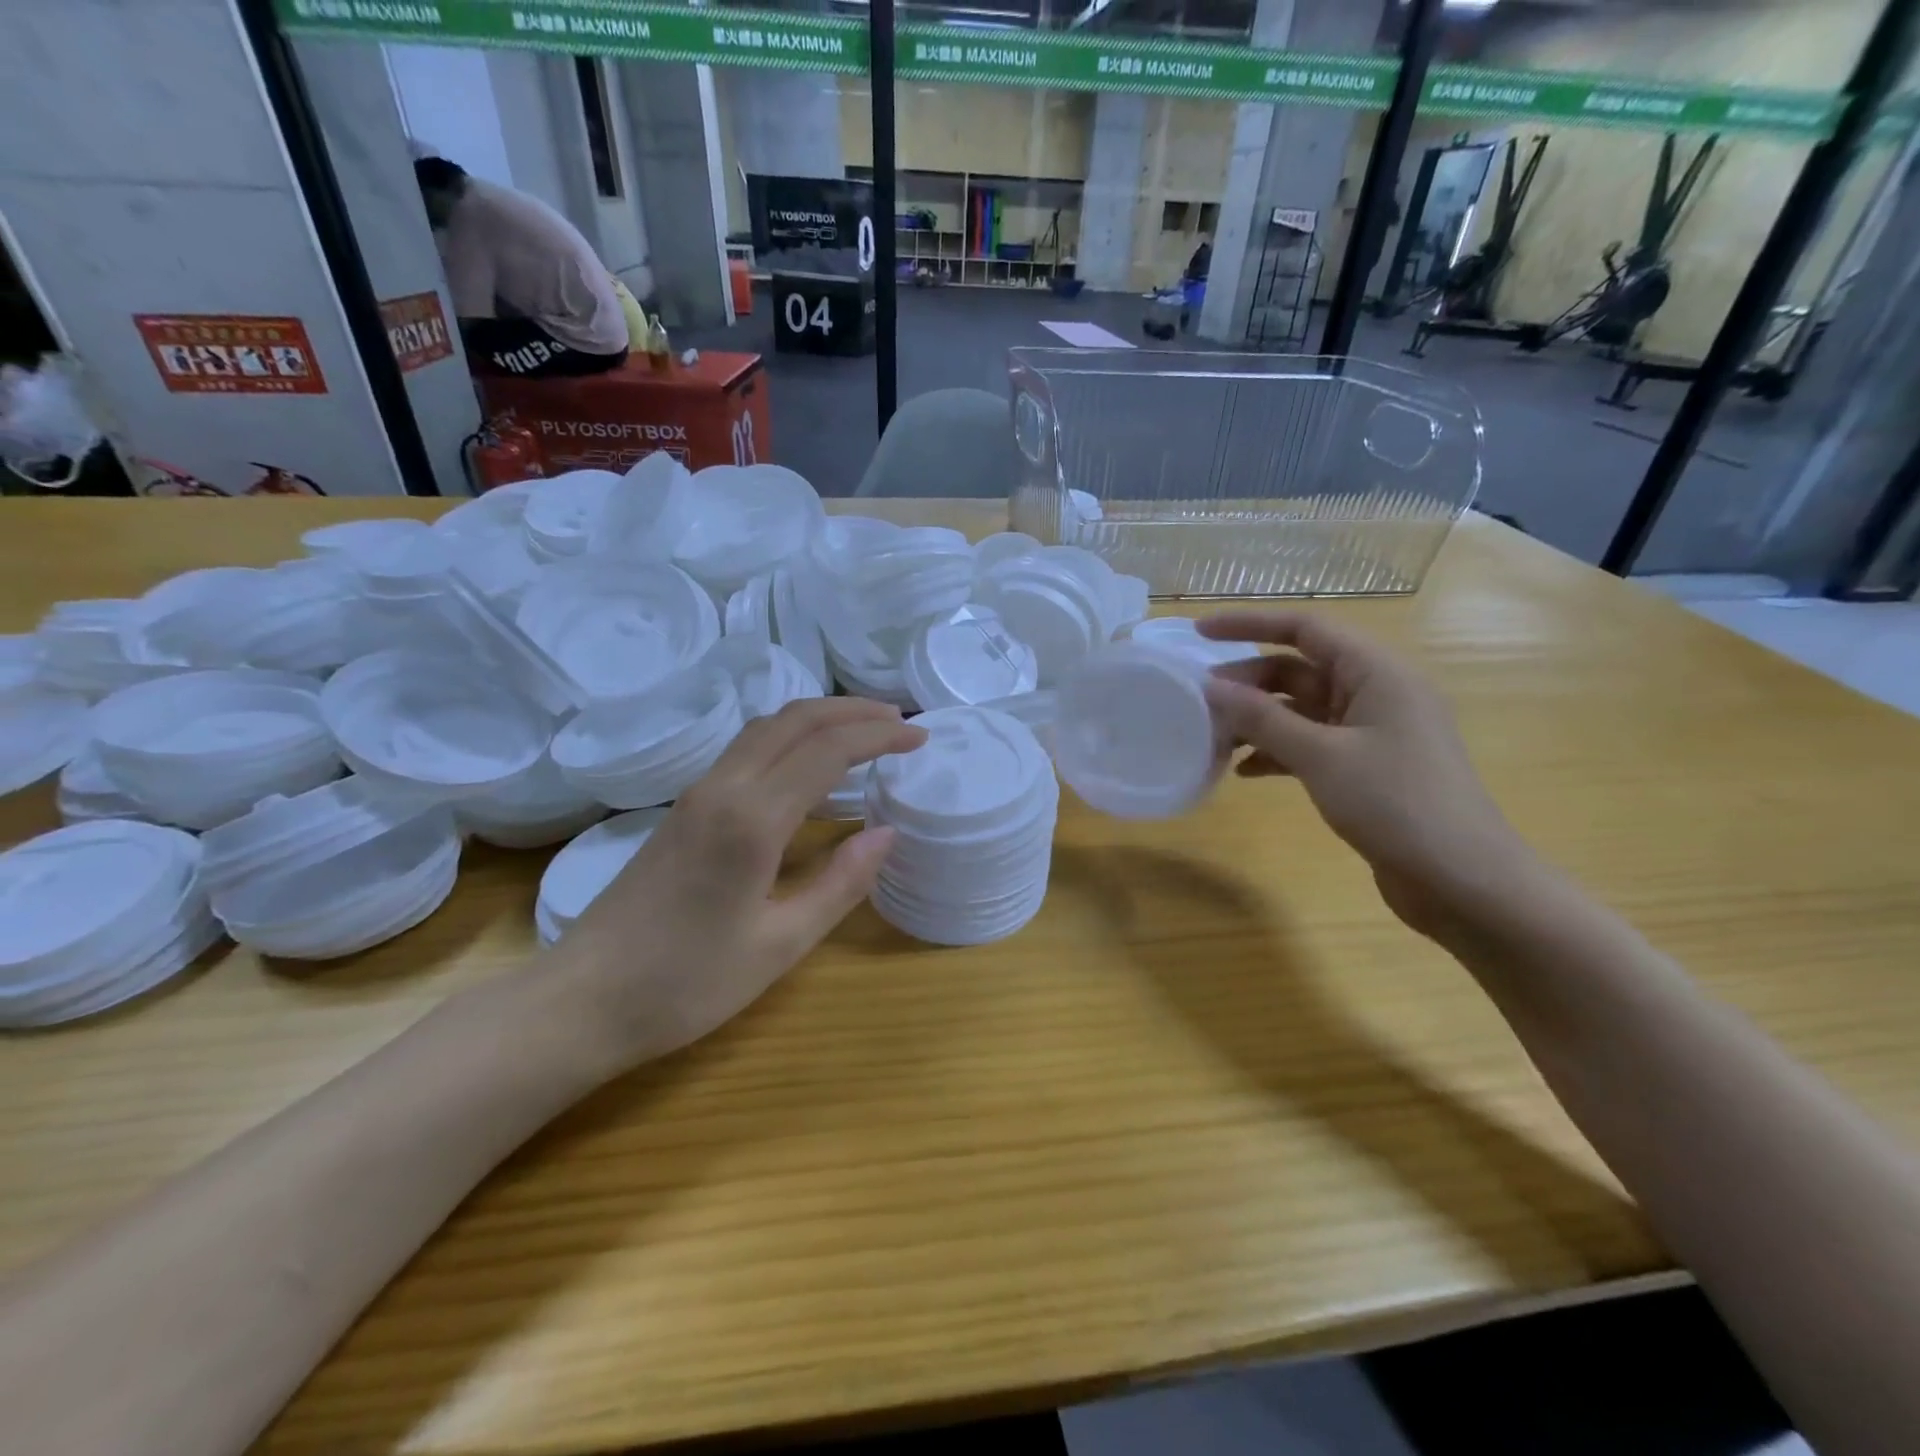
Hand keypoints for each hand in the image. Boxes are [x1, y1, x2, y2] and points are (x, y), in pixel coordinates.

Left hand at [549, 698, 926, 1069]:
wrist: (583, 999)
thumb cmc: (686, 982)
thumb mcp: (780, 945)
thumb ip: (840, 884)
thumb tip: (887, 834)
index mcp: (752, 819)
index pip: (828, 750)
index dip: (879, 736)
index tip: (920, 738)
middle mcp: (723, 788)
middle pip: (794, 720)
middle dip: (852, 711)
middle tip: (899, 720)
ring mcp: (697, 794)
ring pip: (766, 727)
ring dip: (819, 718)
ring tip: (863, 731)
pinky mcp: (684, 808)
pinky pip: (746, 749)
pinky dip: (790, 737)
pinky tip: (808, 763)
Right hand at [1199, 611, 1532, 937]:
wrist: (1461, 880)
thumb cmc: (1395, 803)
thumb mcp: (1321, 756)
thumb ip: (1262, 719)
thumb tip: (1210, 687)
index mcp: (1376, 672)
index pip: (1305, 628)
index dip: (1249, 624)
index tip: (1200, 632)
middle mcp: (1376, 692)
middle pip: (1299, 669)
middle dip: (1247, 681)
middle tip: (1199, 701)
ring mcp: (1372, 731)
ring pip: (1301, 710)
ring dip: (1258, 720)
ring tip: (1213, 737)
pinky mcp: (1367, 767)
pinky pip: (1311, 743)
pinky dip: (1277, 751)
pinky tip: (1245, 772)